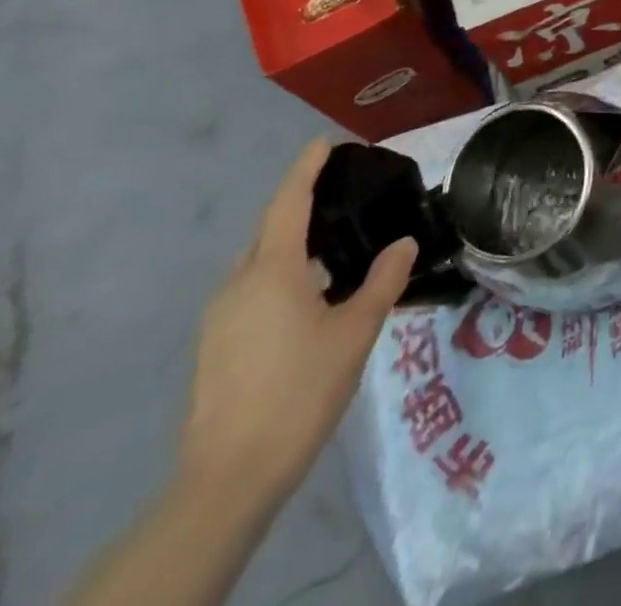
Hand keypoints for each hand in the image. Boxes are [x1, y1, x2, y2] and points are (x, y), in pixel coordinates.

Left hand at [178, 139, 417, 511]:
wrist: (230, 477)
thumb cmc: (300, 389)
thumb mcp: (356, 330)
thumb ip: (384, 279)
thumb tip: (404, 243)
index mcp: (271, 271)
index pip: (288, 203)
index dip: (306, 169)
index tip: (324, 142)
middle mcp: (238, 285)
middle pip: (270, 231)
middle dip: (302, 208)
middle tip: (345, 199)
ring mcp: (220, 318)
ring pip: (260, 264)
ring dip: (294, 247)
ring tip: (337, 250)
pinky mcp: (216, 347)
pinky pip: (253, 291)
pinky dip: (283, 278)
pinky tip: (313, 299)